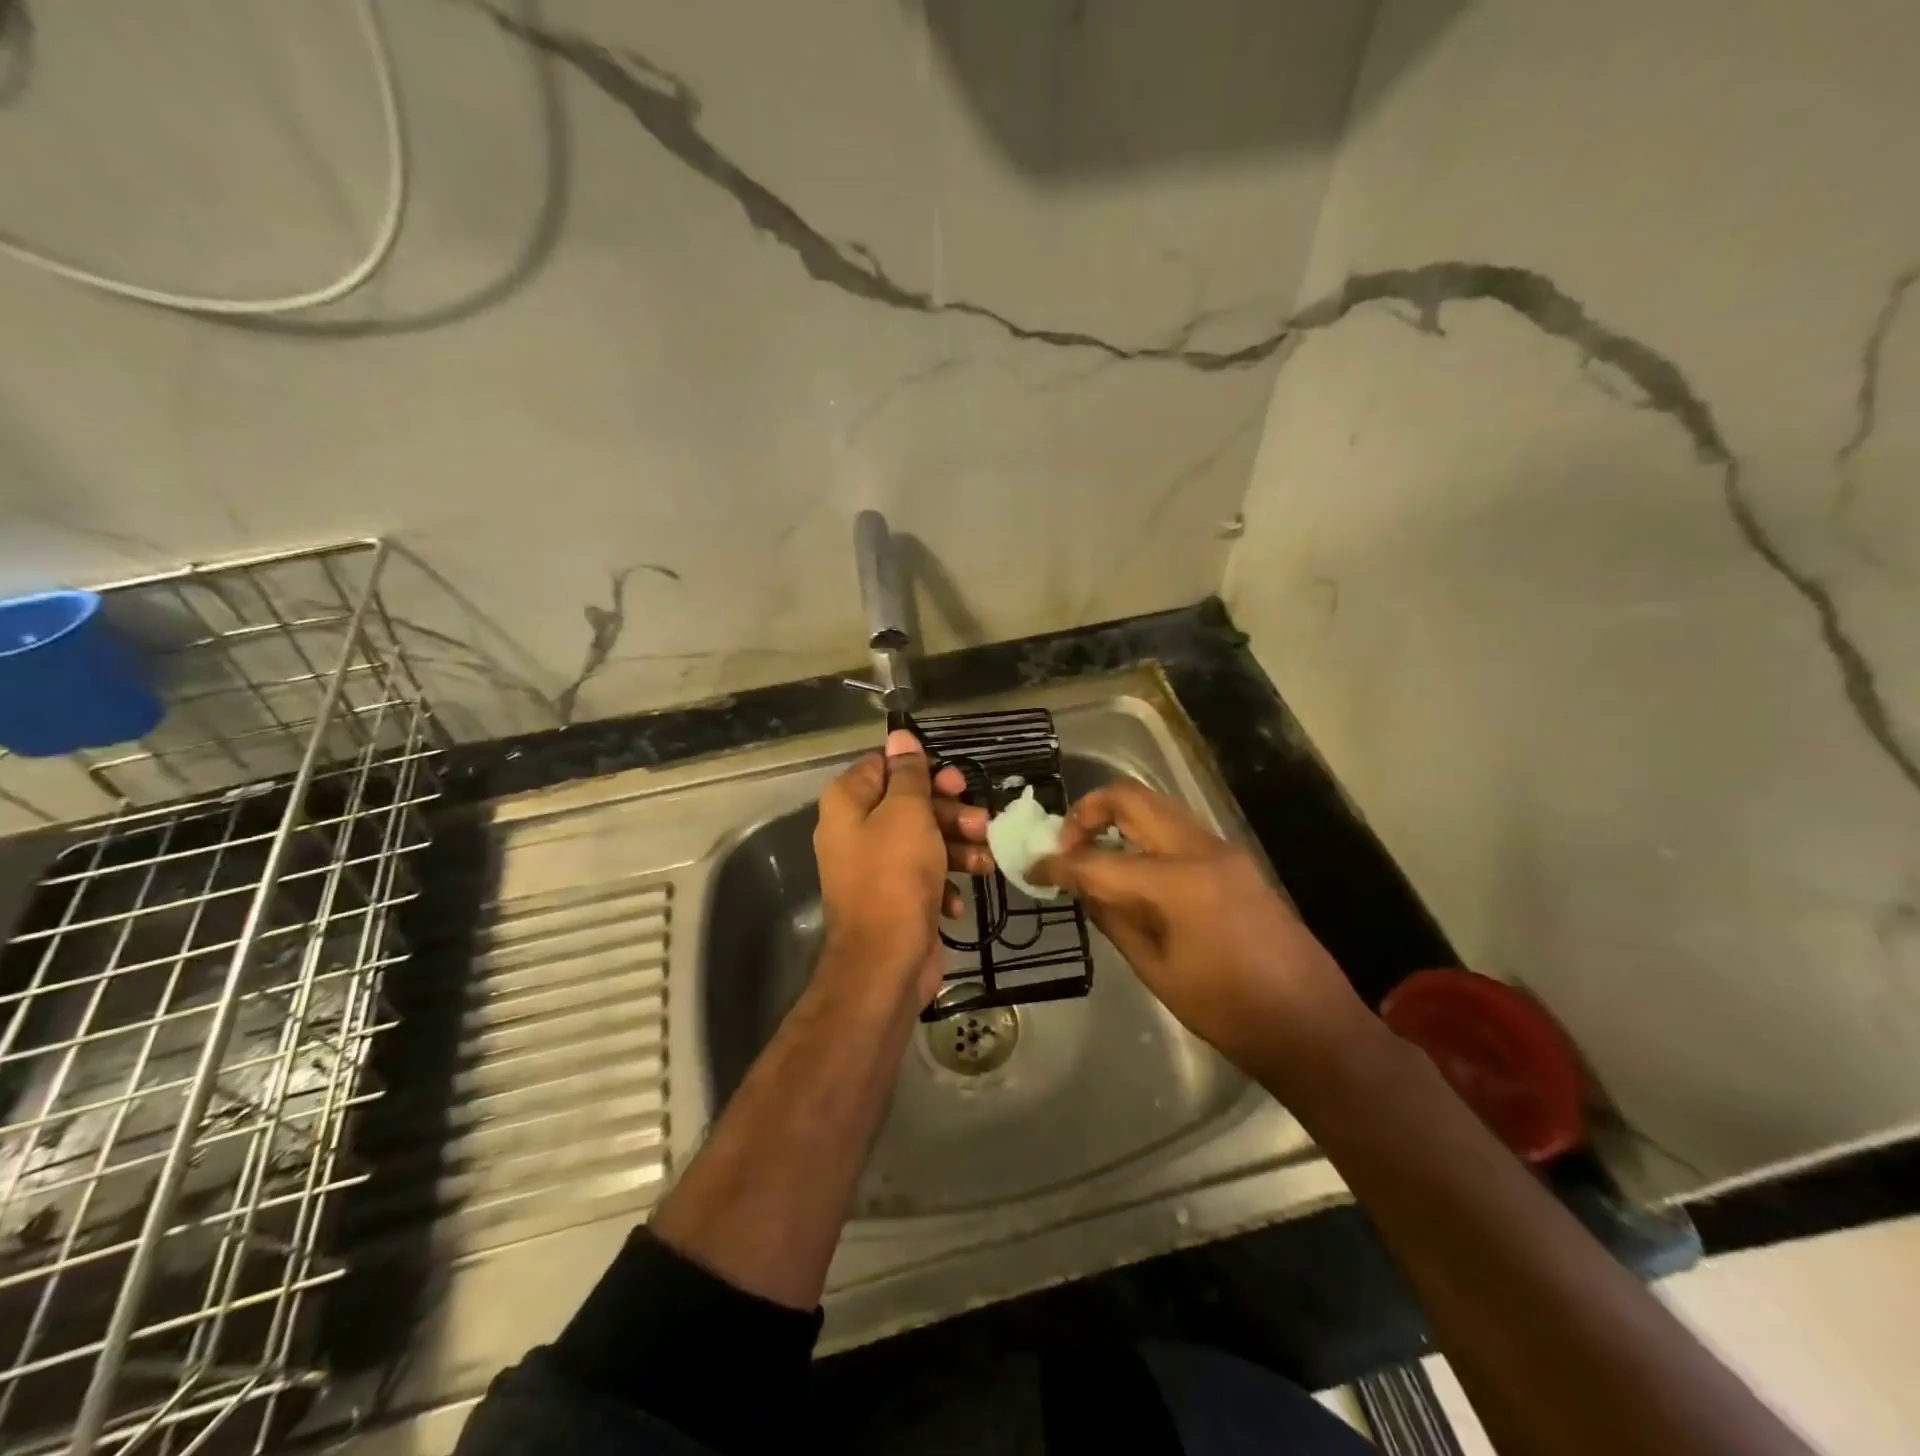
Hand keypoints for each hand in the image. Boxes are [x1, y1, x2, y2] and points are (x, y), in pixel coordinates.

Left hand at [813, 728, 990, 1006]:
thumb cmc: (895, 876)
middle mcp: (855, 832)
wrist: (886, 961)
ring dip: (957, 847)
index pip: (882, 767)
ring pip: (923, 840)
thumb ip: (908, 773)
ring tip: (984, 859)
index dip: (921, 770)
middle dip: (949, 812)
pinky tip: (959, 900)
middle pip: (908, 804)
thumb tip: (899, 735)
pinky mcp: (895, 898)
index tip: (954, 780)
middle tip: (979, 818)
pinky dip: (945, 882)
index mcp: (848, 804)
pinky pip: (924, 876)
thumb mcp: (907, 813)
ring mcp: (875, 868)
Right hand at [1032, 781, 1367, 1077]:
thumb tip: (1081, 887)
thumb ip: (1113, 918)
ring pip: (1156, 807)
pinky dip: (1144, 834)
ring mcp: (1223, 850)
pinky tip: (1131, 869)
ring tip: (1092, 854)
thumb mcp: (1157, 970)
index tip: (1032, 868)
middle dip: (1087, 812)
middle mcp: (1201, 849)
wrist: (1313, 1026)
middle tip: (1065, 845)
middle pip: (1131, 799)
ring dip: (1117, 819)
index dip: (1058, 863)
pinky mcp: (1235, 860)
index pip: (1099, 859)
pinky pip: (1177, 829)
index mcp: (1178, 882)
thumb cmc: (1228, 1011)